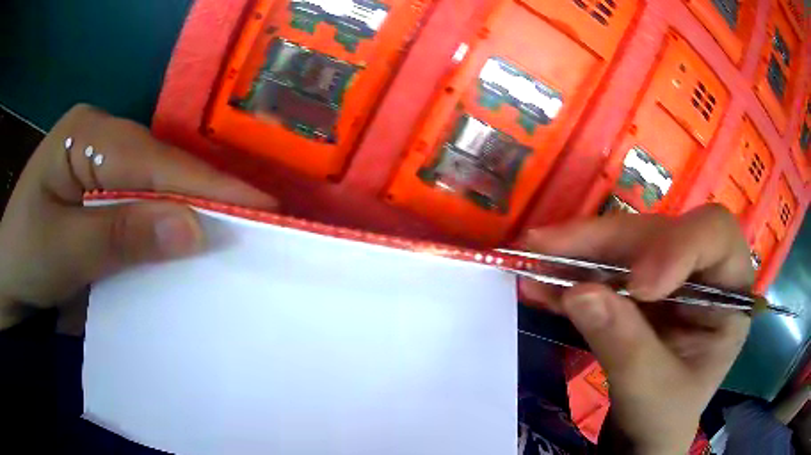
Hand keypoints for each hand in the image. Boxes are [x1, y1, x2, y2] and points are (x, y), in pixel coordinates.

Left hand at [0, 105, 276, 328]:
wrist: (10, 278)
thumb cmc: (25, 258)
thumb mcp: (65, 250)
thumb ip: (122, 235)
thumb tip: (192, 230)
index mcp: (86, 134)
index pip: (153, 159)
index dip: (205, 185)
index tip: (261, 206)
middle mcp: (101, 138)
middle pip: (159, 167)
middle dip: (203, 197)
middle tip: (257, 223)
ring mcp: (103, 164)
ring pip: (155, 186)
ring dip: (188, 212)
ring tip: (236, 230)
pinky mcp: (103, 193)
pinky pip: (143, 204)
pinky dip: (167, 224)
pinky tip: (188, 238)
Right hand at [521, 206, 753, 453]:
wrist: (644, 433)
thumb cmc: (664, 417)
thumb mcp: (652, 393)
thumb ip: (625, 346)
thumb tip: (579, 293)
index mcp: (730, 292)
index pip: (716, 236)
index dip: (678, 245)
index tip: (637, 285)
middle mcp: (701, 271)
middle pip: (660, 232)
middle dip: (606, 242)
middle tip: (548, 248)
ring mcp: (667, 273)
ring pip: (625, 242)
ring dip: (577, 251)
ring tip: (532, 256)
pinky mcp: (636, 284)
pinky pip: (603, 266)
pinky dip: (569, 271)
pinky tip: (540, 280)